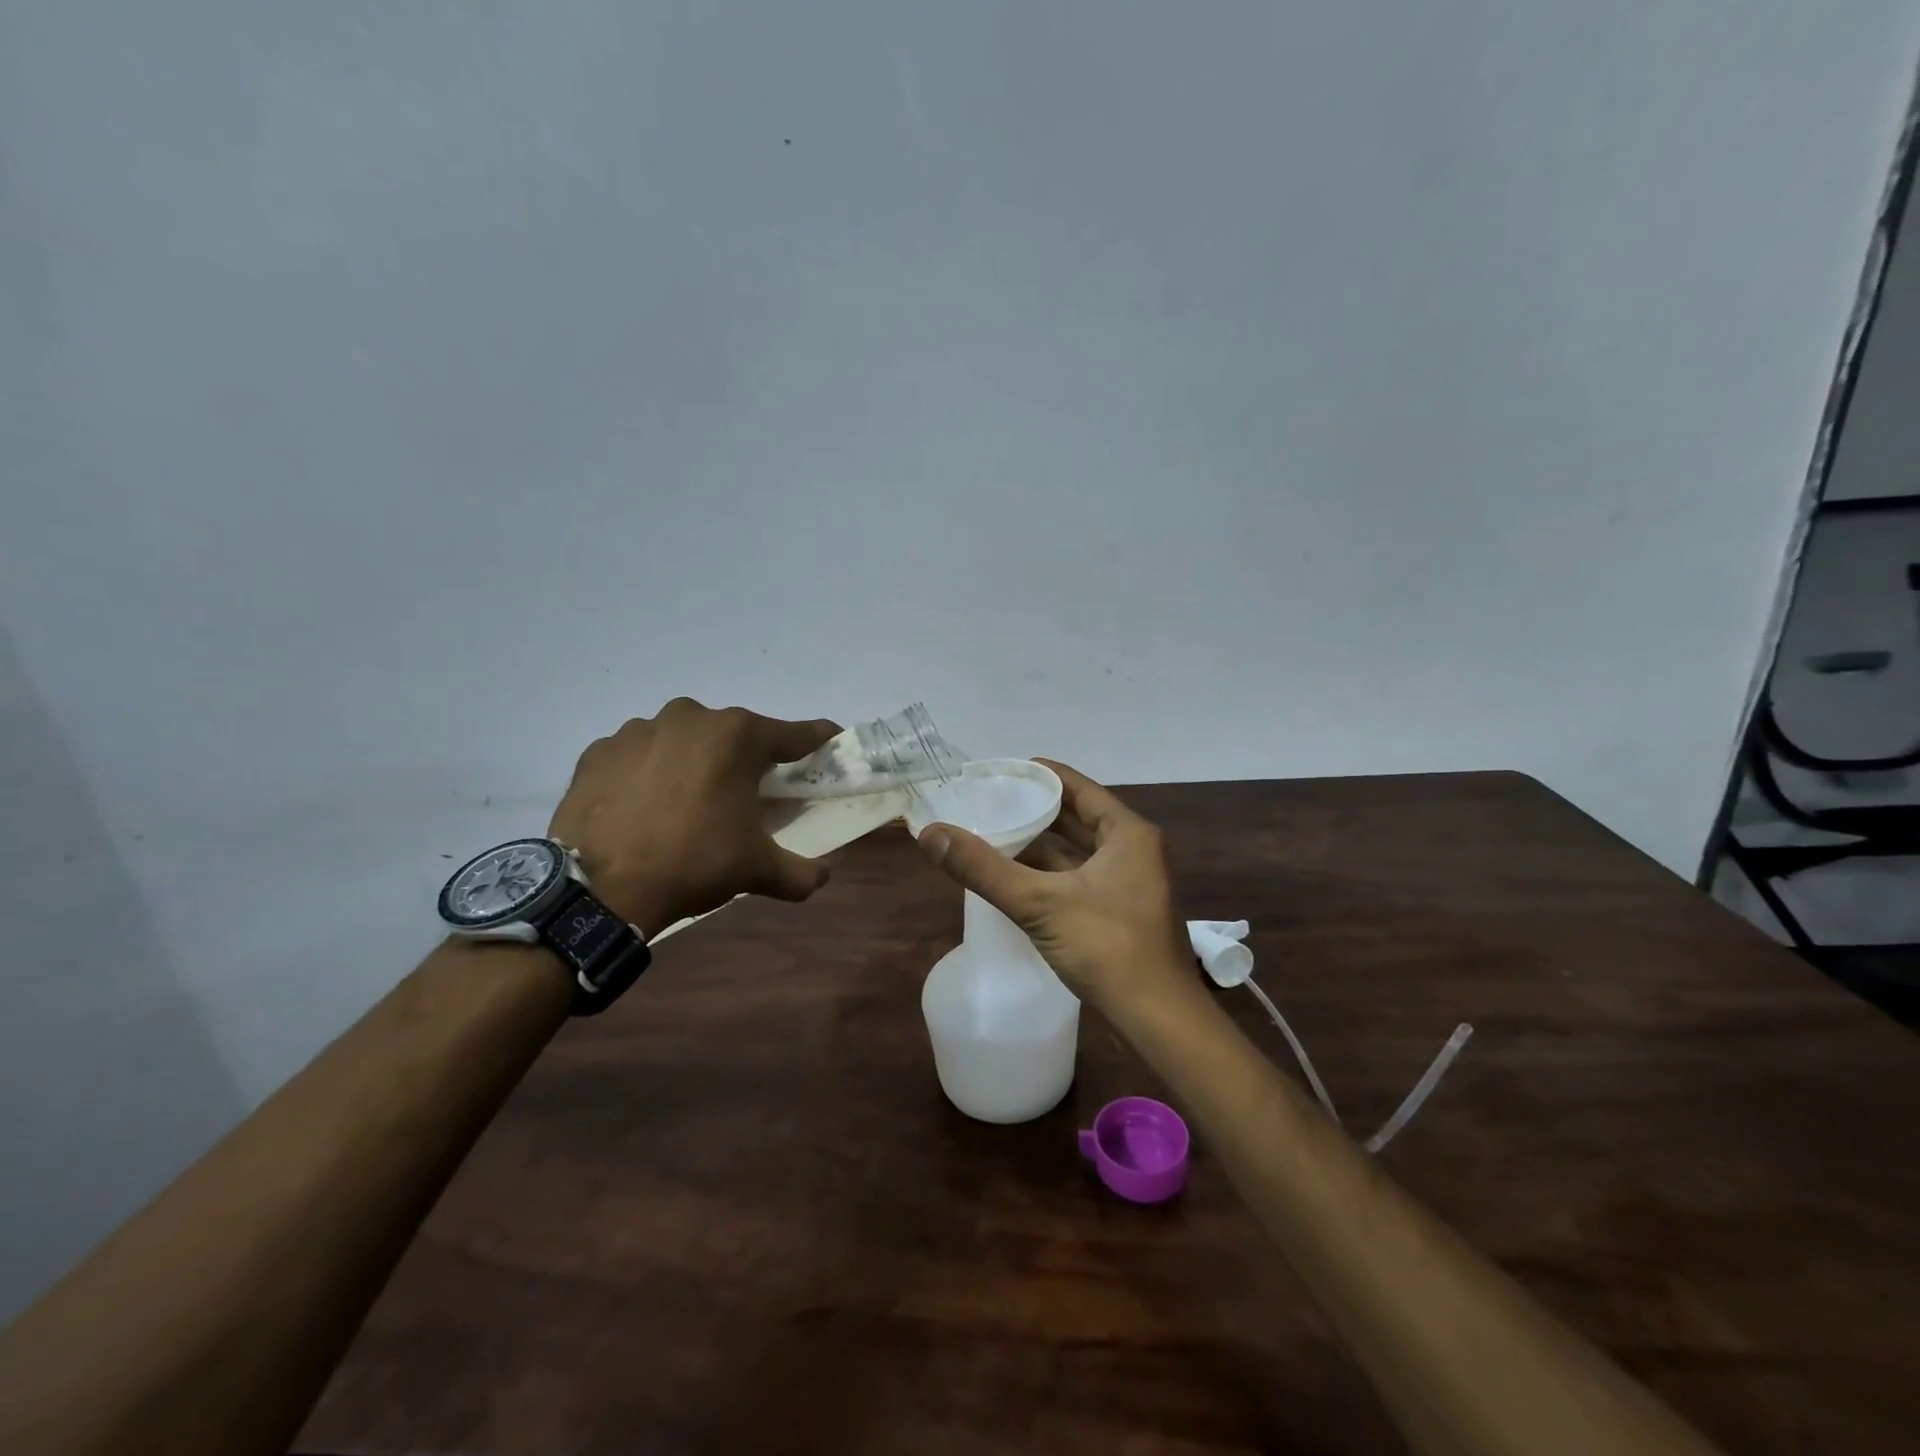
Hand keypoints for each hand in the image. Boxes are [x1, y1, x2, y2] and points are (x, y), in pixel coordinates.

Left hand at [548, 698, 841, 934]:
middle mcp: (691, 718)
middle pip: (735, 734)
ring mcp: (640, 729)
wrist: (598, 887)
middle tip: (748, 794)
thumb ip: (800, 871)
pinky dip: (649, 772)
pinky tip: (645, 806)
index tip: (831, 745)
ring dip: (694, 762)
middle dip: (746, 759)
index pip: (795, 734)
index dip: (818, 740)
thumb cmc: (693, 862)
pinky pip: (640, 754)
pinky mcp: (600, 750)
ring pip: (684, 740)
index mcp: (738, 736)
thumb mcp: (756, 870)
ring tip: (688, 804)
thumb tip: (824, 877)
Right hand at [913, 760, 1193, 1015]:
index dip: (1040, 776)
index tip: (1000, 772)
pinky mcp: (1121, 915)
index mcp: (1127, 834)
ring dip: (1040, 847)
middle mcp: (1134, 851)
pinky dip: (1050, 876)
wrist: (1160, 1022)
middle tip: (989, 804)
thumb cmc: (1108, 948)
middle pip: (1077, 819)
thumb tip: (930, 833)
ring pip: (1078, 853)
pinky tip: (1016, 880)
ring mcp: (1130, 885)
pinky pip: (1079, 880)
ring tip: (993, 837)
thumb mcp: (1040, 903)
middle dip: (1035, 812)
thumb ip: (984, 868)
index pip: (1078, 787)